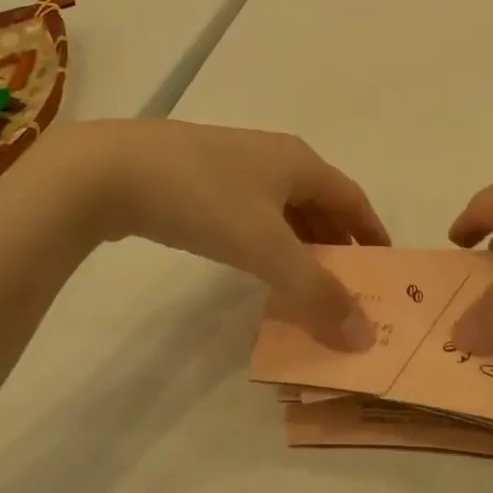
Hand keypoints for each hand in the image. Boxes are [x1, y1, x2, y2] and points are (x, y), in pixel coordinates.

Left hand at [23, 120, 389, 346]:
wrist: (107, 170)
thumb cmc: (203, 198)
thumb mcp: (266, 248)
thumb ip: (316, 292)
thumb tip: (363, 335)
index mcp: (299, 162)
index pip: (353, 199)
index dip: (372, 233)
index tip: (385, 269)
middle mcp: (274, 157)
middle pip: (320, 203)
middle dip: (337, 244)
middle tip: (348, 287)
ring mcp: (233, 164)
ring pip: (283, 209)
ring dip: (301, 244)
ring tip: (305, 283)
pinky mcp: (198, 177)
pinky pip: (251, 212)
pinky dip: (267, 240)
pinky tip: (254, 263)